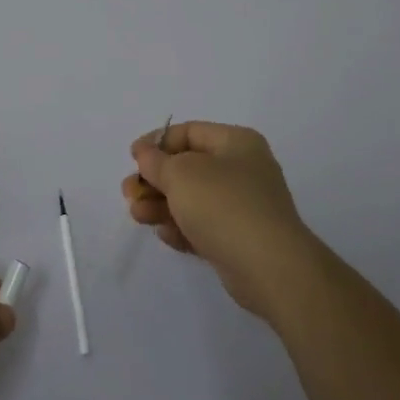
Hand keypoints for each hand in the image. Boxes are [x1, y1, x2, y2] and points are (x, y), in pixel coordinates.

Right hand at [124, 121, 320, 319]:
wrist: (270, 268)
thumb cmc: (223, 205)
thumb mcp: (181, 174)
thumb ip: (156, 162)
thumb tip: (146, 154)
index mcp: (236, 143)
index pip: (189, 132)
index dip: (157, 142)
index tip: (133, 158)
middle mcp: (243, 170)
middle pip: (188, 168)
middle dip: (155, 180)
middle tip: (129, 193)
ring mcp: (243, 206)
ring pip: (192, 199)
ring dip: (161, 206)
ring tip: (138, 217)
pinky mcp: (240, 239)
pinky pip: (203, 226)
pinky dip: (182, 228)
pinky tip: (166, 235)